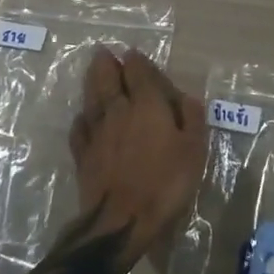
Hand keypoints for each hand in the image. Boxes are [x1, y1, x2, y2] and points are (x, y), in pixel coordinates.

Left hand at [69, 47, 208, 270]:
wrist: (120, 220)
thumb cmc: (164, 182)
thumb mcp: (193, 149)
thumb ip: (191, 118)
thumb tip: (187, 97)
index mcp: (147, 104)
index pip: (138, 72)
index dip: (136, 61)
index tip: (133, 54)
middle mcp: (118, 111)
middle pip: (107, 79)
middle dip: (106, 64)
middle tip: (103, 53)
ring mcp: (97, 133)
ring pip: (91, 99)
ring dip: (92, 83)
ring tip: (92, 72)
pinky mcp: (83, 156)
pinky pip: (80, 129)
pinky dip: (82, 118)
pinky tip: (82, 117)